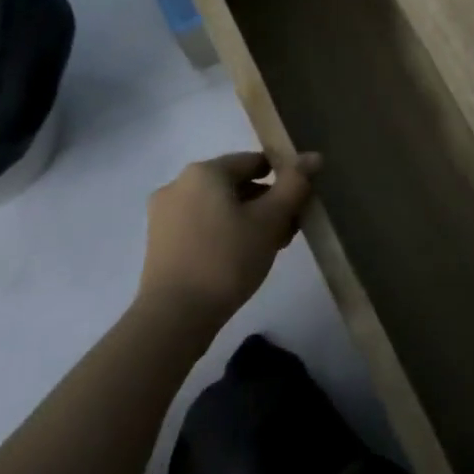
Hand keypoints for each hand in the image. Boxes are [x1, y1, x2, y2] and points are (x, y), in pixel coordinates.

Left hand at [141, 151, 320, 323]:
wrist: (174, 317)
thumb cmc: (227, 259)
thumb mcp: (270, 220)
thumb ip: (294, 184)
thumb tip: (314, 156)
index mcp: (205, 171)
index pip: (255, 161)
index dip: (284, 179)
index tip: (300, 205)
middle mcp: (179, 184)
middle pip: (236, 184)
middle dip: (266, 203)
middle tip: (288, 230)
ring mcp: (164, 213)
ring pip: (219, 206)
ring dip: (247, 219)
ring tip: (268, 247)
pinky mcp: (159, 241)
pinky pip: (201, 224)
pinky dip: (224, 232)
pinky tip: (240, 258)